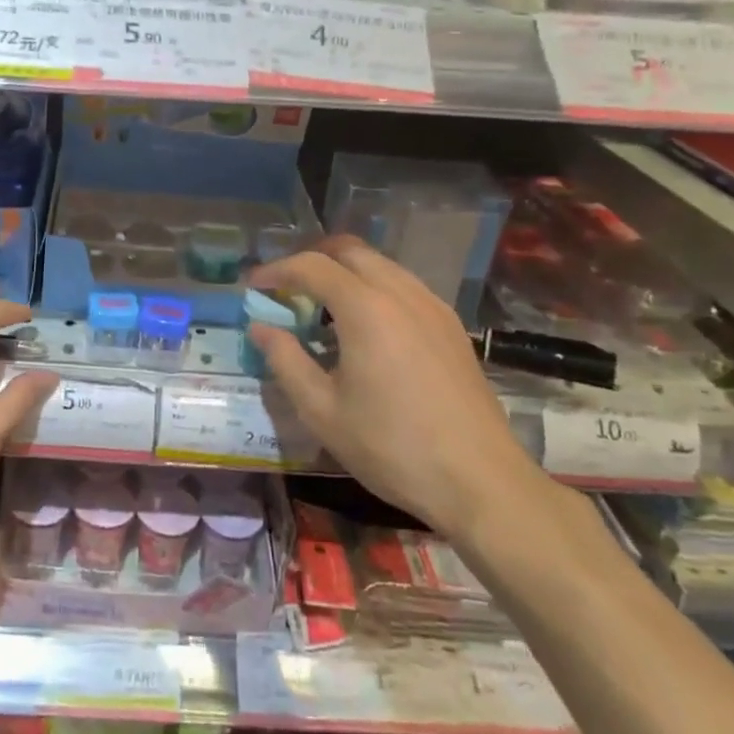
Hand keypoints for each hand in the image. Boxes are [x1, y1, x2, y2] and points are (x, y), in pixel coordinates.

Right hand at [248, 237, 549, 543]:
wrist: (481, 482)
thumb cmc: (392, 448)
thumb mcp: (322, 411)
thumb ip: (286, 360)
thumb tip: (261, 327)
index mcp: (366, 308)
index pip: (312, 266)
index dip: (276, 270)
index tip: (252, 287)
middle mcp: (401, 293)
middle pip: (350, 250)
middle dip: (311, 260)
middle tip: (286, 290)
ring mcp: (432, 307)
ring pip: (380, 265)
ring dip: (344, 273)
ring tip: (320, 308)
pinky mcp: (451, 326)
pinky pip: (403, 286)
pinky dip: (372, 289)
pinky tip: (363, 328)